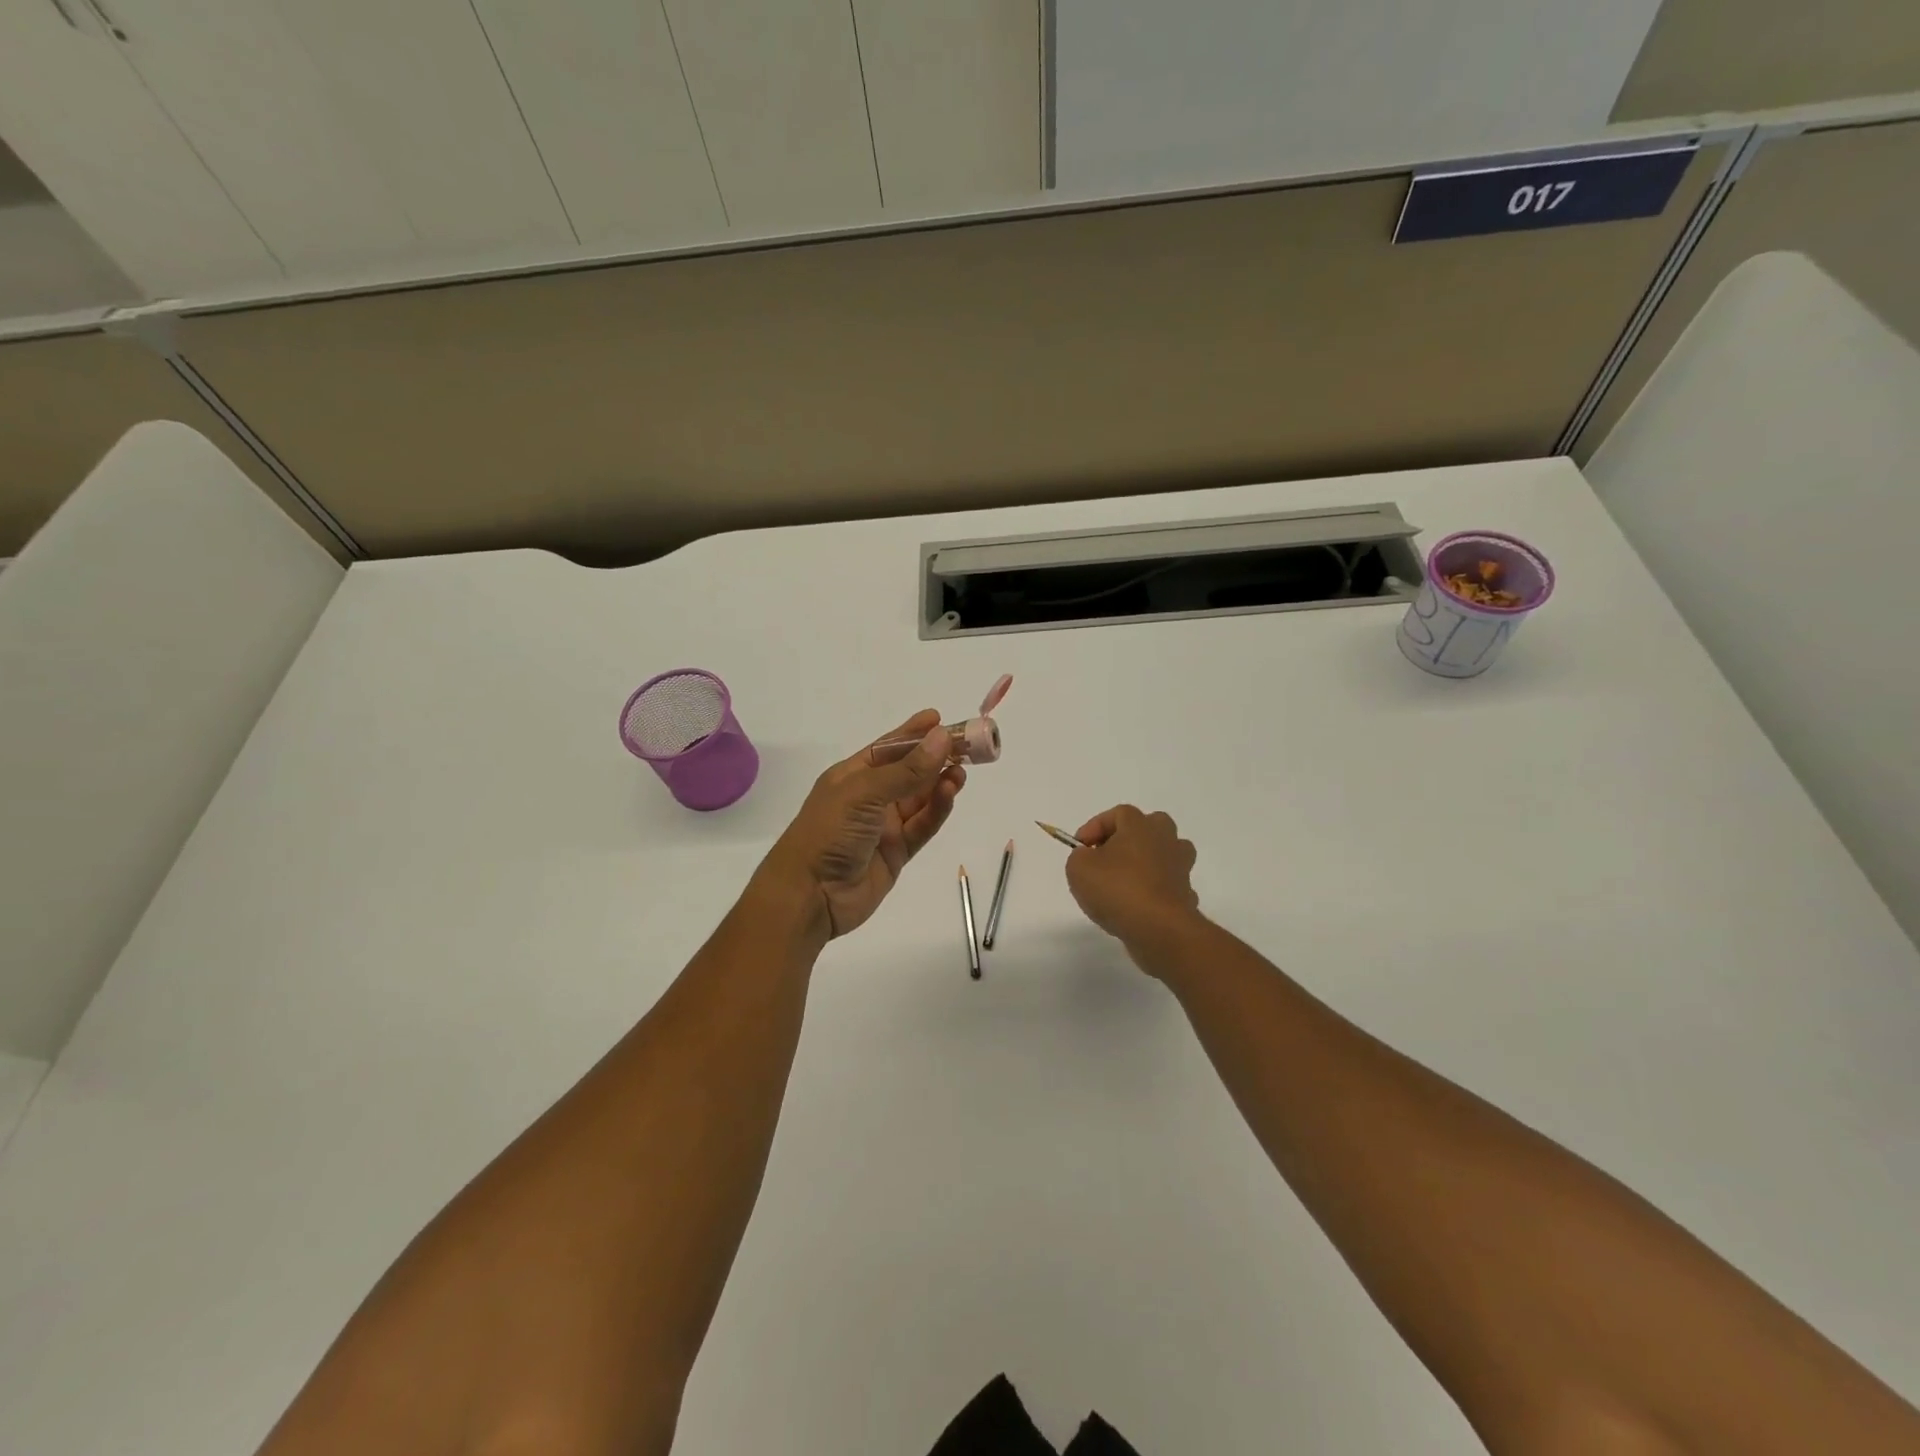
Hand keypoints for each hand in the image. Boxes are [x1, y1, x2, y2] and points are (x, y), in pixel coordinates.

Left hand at [756, 710, 966, 939]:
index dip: (913, 733)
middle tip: (968, 746)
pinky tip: (951, 793)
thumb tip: (943, 737)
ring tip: (962, 772)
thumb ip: (907, 770)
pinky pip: (923, 825)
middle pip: (909, 772)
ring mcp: (884, 826)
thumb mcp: (865, 793)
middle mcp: (869, 797)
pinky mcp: (897, 852)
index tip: (939, 719)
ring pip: (920, 798)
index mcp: (852, 775)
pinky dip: (938, 809)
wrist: (810, 895)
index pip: (888, 748)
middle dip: (936, 758)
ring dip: (940, 783)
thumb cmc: (829, 832)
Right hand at [1065, 805, 1200, 964]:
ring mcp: (1181, 867)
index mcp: (1141, 825)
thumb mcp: (1079, 867)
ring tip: (1124, 881)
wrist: (1159, 928)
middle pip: (1149, 828)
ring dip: (1146, 863)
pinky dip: (1155, 891)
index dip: (1095, 827)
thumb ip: (1080, 856)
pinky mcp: (1186, 894)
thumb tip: (1089, 857)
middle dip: (1127, 839)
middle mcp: (1166, 839)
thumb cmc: (1117, 888)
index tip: (1080, 848)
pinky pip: (1168, 885)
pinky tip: (1139, 906)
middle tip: (1106, 857)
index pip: (1118, 814)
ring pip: (1164, 855)